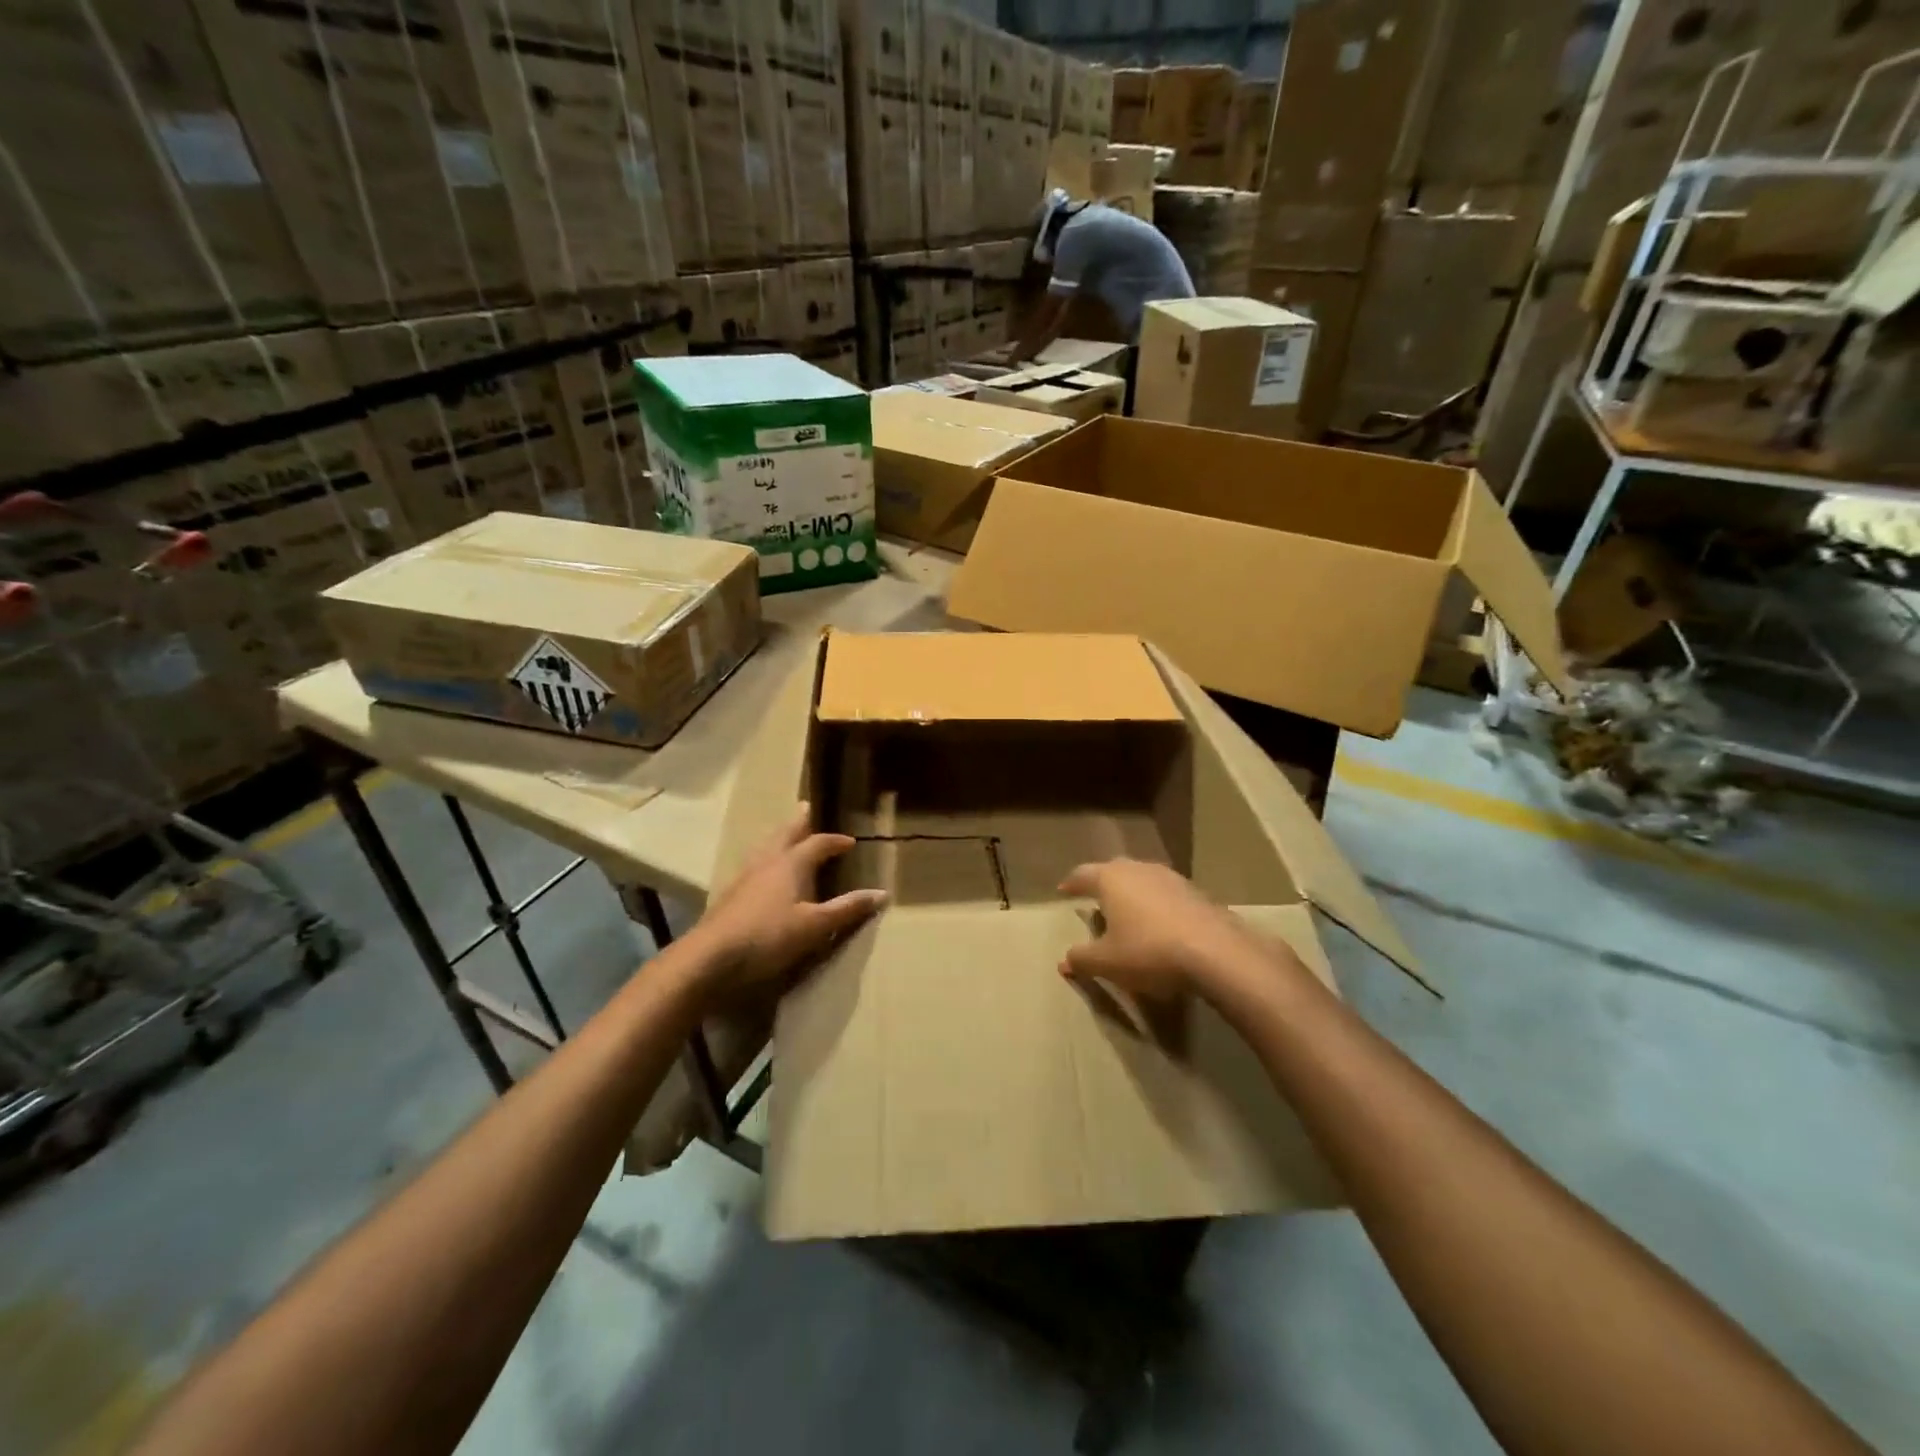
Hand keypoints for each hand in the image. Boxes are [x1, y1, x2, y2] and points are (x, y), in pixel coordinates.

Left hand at [689, 809, 886, 997]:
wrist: (712, 956)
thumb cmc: (769, 936)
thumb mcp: (815, 925)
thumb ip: (847, 909)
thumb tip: (882, 893)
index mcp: (791, 863)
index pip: (818, 843)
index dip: (835, 842)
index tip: (850, 842)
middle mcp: (768, 862)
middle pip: (786, 834)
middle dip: (799, 823)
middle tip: (807, 808)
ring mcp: (746, 876)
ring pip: (766, 846)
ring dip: (779, 837)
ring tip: (785, 833)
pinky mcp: (732, 893)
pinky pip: (754, 863)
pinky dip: (766, 856)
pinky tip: (763, 870)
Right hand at [1057, 860, 1265, 1000]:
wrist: (1216, 953)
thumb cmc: (1149, 951)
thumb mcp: (1107, 962)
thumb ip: (1081, 959)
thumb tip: (1064, 961)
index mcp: (1111, 879)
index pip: (1083, 874)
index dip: (1072, 883)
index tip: (1064, 890)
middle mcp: (1139, 869)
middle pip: (1114, 871)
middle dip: (1103, 884)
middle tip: (1095, 899)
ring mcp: (1171, 877)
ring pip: (1143, 879)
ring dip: (1133, 893)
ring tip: (1128, 912)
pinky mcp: (1197, 892)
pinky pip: (1166, 894)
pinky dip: (1157, 905)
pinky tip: (1160, 925)